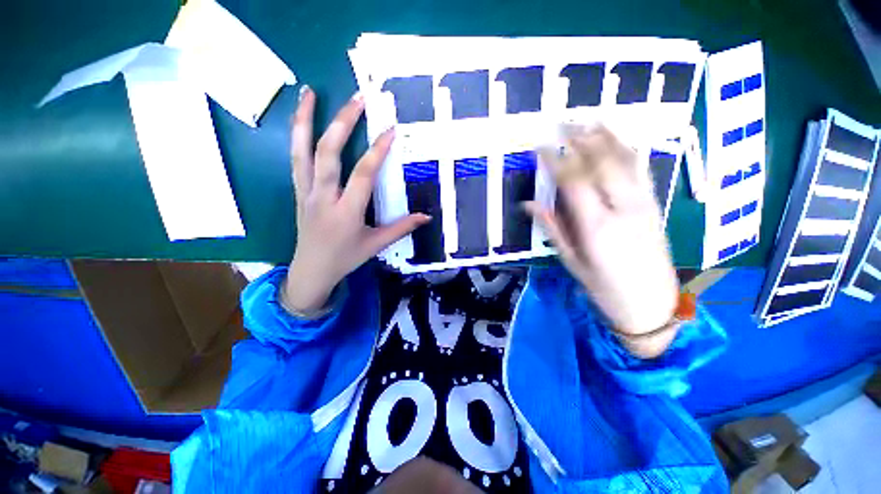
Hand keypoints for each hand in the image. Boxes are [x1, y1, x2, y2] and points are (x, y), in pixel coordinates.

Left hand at [283, 87, 429, 313]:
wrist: (311, 270)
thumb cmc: (346, 258)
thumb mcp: (376, 245)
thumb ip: (402, 228)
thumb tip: (427, 217)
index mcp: (346, 213)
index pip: (363, 175)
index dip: (377, 151)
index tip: (390, 130)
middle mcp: (322, 197)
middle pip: (328, 153)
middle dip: (342, 122)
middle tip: (358, 98)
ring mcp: (305, 192)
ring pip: (301, 150)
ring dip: (305, 119)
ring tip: (310, 92)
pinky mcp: (297, 190)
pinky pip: (295, 158)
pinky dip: (296, 135)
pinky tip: (301, 118)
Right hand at [525, 125, 678, 343]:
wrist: (652, 304)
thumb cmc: (604, 287)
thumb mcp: (571, 261)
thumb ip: (552, 228)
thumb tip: (529, 204)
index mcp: (596, 226)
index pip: (573, 180)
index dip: (555, 160)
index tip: (540, 145)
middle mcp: (622, 208)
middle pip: (601, 162)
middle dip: (580, 139)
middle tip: (563, 122)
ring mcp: (643, 203)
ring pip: (625, 160)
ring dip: (606, 137)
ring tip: (589, 120)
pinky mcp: (654, 204)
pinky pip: (641, 169)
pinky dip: (628, 149)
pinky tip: (619, 138)